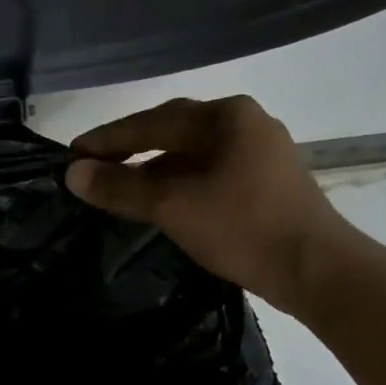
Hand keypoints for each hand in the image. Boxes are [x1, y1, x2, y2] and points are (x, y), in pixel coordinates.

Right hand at [65, 95, 349, 315]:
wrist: (314, 268)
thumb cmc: (241, 228)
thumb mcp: (172, 206)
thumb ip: (120, 187)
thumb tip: (73, 174)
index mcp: (225, 116)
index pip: (151, 121)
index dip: (107, 139)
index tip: (72, 154)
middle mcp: (245, 122)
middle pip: (173, 131)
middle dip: (130, 149)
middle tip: (92, 168)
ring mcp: (260, 151)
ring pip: (192, 154)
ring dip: (154, 168)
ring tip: (121, 187)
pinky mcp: (266, 181)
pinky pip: (209, 171)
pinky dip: (179, 182)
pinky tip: (163, 201)